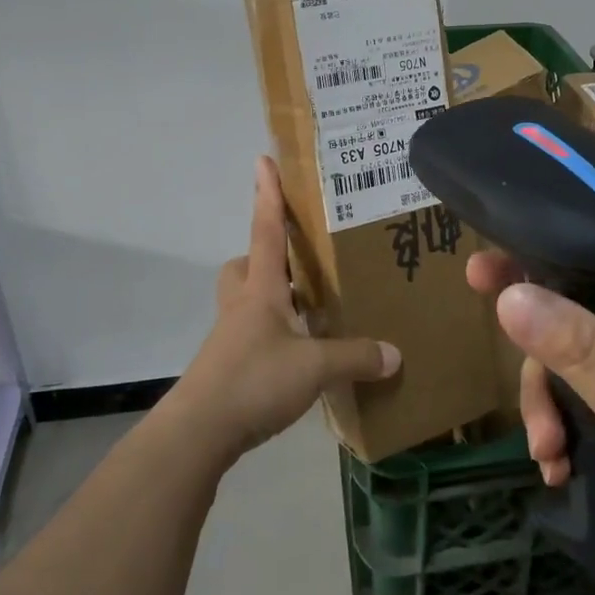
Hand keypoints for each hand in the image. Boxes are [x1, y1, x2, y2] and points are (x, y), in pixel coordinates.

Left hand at [167, 156, 400, 468]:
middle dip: (265, 257)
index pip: (266, 231)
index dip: (268, 195)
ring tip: (309, 311)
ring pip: (246, 301)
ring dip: (271, 299)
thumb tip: (396, 354)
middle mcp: (242, 306)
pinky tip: (298, 357)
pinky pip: (251, 337)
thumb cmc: (254, 380)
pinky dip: (273, 337)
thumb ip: (356, 357)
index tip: (262, 161)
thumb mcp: (315, 367)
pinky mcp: (227, 368)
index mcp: (261, 290)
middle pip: (245, 266)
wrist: (198, 433)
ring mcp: (230, 338)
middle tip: (297, 265)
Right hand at [466, 107, 594, 594]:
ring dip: (545, 380)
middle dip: (538, 273)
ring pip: (574, 338)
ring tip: (539, 433)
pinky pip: (578, 390)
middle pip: (593, 269)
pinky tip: (555, 462)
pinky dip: (559, 419)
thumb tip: (511, 294)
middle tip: (483, 269)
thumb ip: (582, 350)